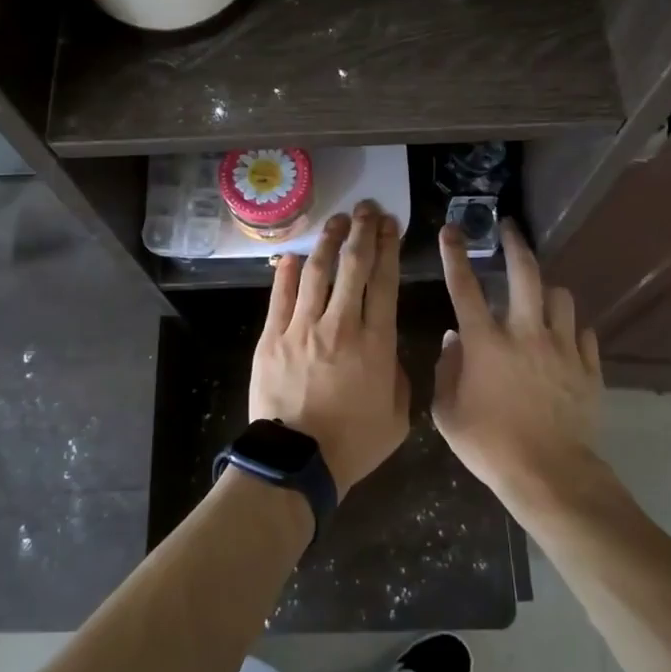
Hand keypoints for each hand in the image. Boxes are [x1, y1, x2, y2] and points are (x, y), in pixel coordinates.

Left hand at [249, 201, 409, 498]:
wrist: (297, 463)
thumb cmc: (353, 444)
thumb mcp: (398, 416)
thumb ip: (399, 375)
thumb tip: (387, 350)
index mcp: (376, 343)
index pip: (384, 281)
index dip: (388, 247)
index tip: (390, 224)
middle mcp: (341, 325)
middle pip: (353, 266)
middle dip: (362, 231)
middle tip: (367, 208)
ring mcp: (302, 328)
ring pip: (318, 272)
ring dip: (328, 241)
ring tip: (337, 220)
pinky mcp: (272, 336)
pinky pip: (281, 295)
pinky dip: (289, 272)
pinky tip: (296, 254)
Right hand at [433, 218, 603, 496]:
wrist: (550, 475)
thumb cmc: (490, 445)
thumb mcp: (448, 413)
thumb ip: (446, 369)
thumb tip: (453, 340)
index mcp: (486, 342)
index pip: (464, 286)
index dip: (454, 254)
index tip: (451, 229)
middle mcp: (525, 333)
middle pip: (525, 273)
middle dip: (516, 245)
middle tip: (510, 229)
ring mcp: (562, 348)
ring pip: (561, 297)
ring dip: (547, 292)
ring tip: (540, 298)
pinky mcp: (588, 367)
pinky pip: (584, 333)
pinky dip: (571, 330)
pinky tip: (564, 339)